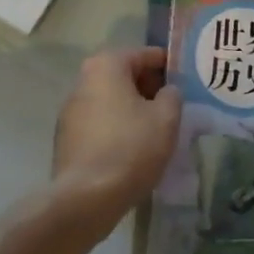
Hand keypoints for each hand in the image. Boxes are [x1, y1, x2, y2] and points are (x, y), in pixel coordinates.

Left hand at [49, 46, 181, 233]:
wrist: (86, 199)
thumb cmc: (131, 148)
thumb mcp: (167, 118)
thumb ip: (172, 95)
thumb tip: (166, 92)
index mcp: (106, 65)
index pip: (145, 55)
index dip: (169, 67)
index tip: (186, 82)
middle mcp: (83, 80)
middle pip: (125, 76)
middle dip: (149, 89)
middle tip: (173, 108)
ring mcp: (70, 110)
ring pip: (111, 101)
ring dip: (132, 110)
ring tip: (156, 131)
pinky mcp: (66, 138)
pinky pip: (100, 123)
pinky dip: (117, 128)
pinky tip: (133, 149)